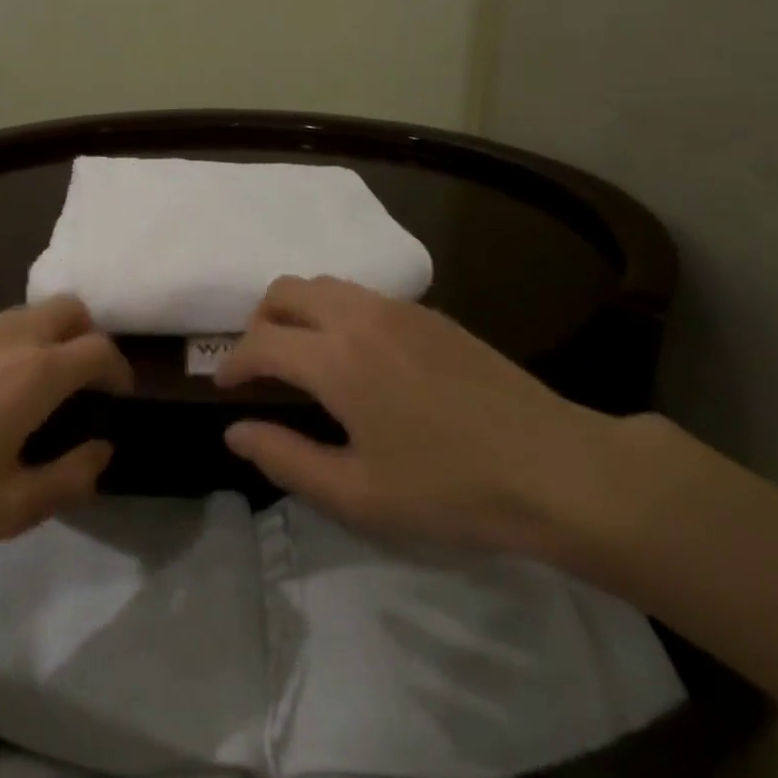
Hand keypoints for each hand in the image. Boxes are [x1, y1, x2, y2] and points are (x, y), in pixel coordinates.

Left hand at [0, 297, 129, 551]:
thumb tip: (101, 451)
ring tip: (36, 385)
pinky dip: (11, 343)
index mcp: (37, 373)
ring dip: (50, 337)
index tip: (119, 395)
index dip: (120, 369)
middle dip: (89, 337)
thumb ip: (69, 478)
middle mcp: (11, 338)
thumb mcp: (9, 507)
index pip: (100, 349)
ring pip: (30, 313)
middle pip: (70, 309)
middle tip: (83, 381)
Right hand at [217, 276, 625, 558]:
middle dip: (258, 321)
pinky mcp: (430, 313)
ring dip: (297, 310)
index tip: (222, 386)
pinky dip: (335, 310)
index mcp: (336, 360)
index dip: (232, 362)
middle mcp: (361, 317)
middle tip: (258, 365)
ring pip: (325, 284)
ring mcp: (399, 309)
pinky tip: (354, 354)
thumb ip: (285, 458)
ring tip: (300, 356)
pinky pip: (361, 294)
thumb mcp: (357, 493)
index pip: (260, 342)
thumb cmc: (450, 490)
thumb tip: (235, 432)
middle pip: (286, 290)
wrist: (554, 467)